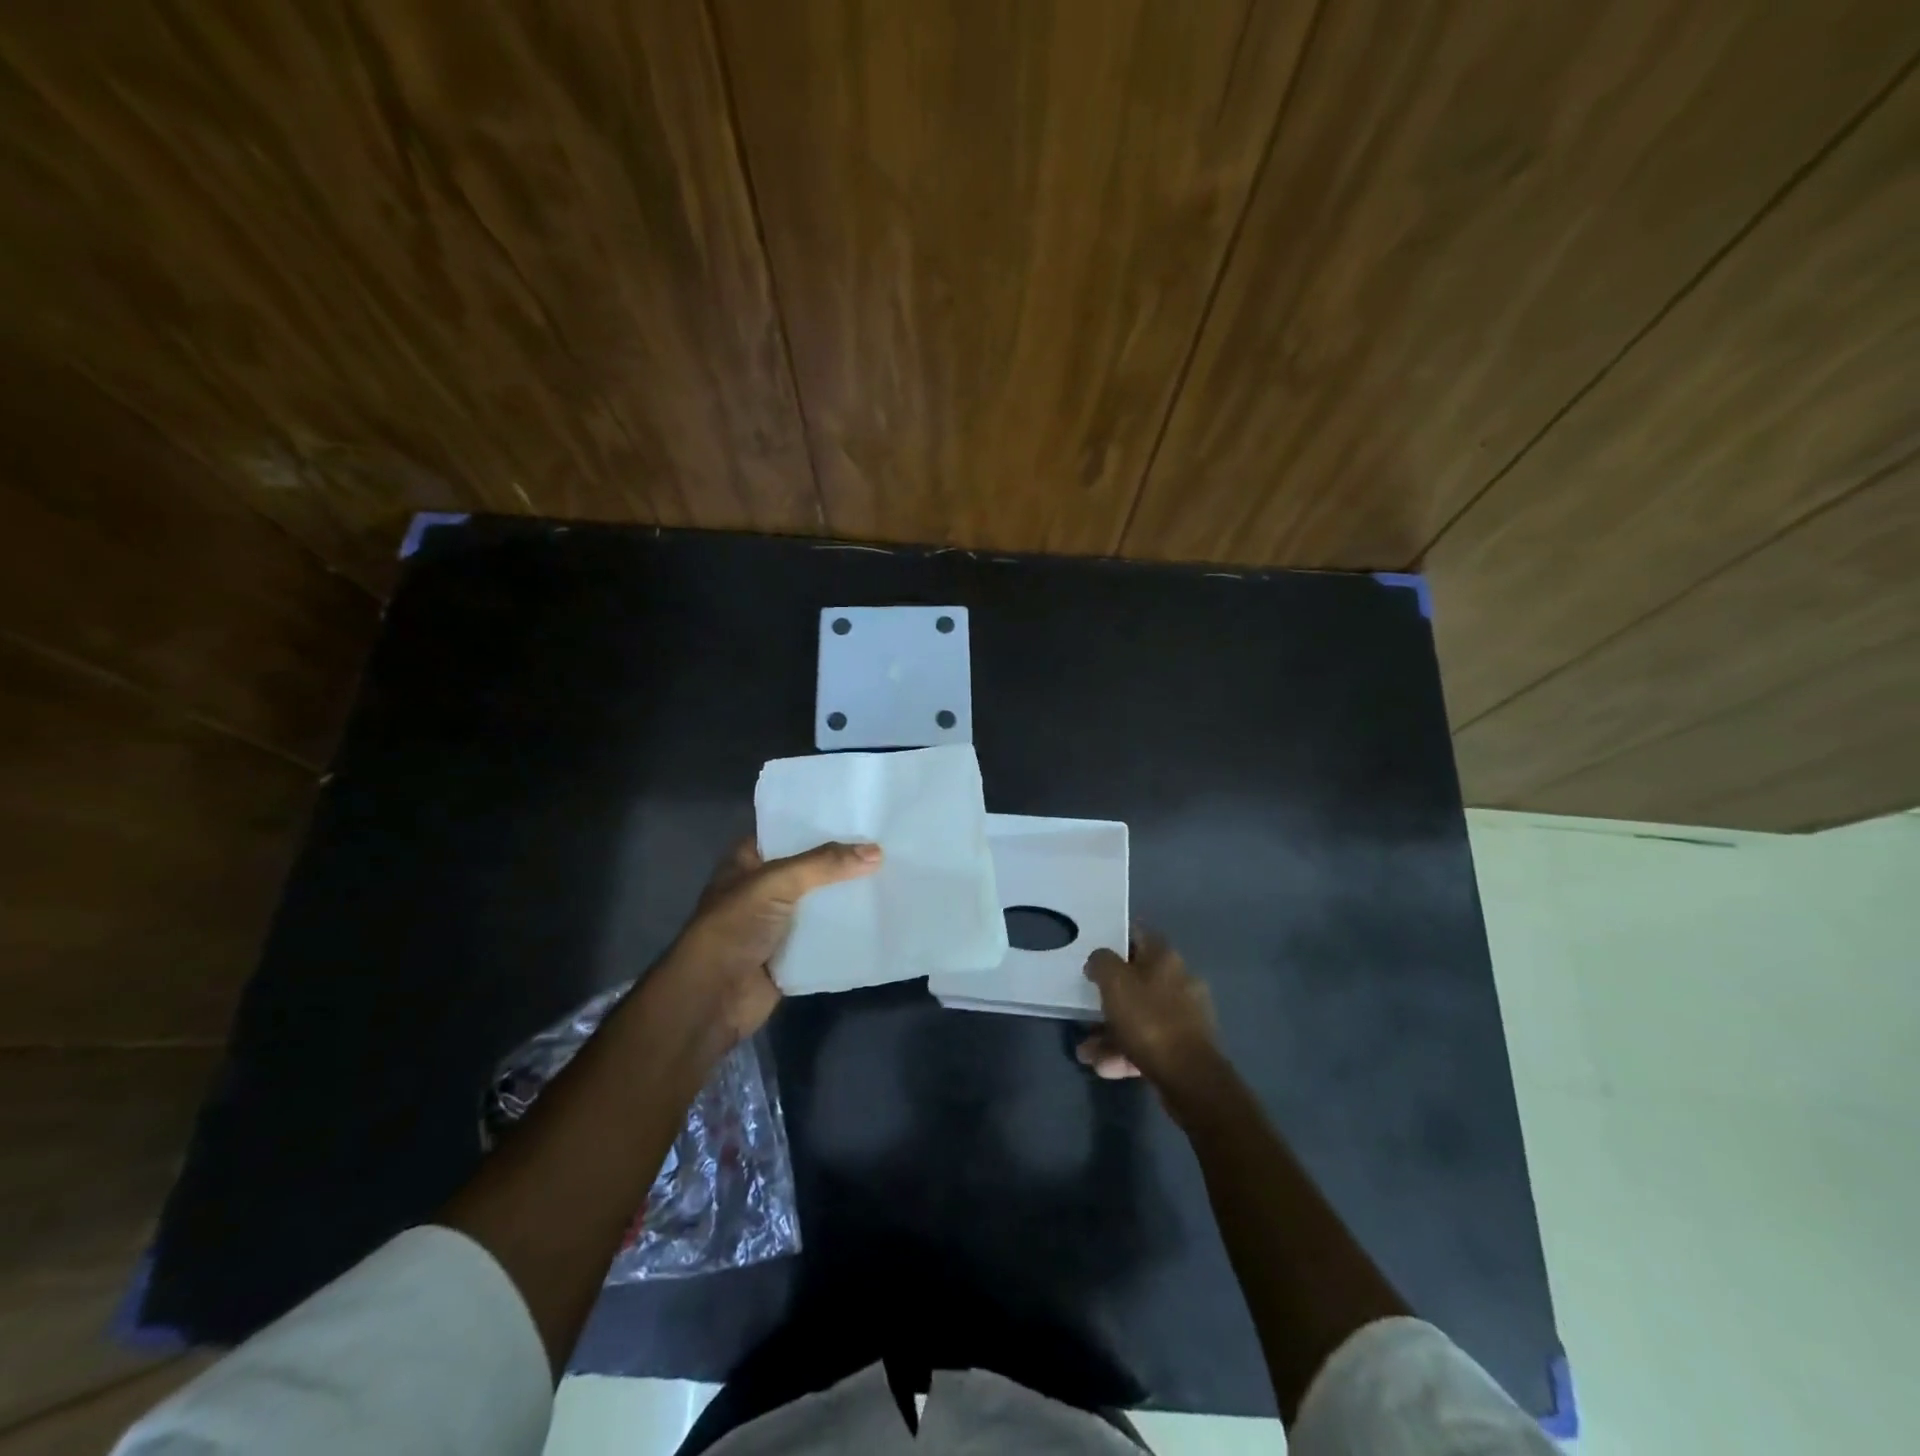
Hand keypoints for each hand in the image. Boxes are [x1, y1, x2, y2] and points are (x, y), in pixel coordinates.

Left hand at [655, 837, 881, 1049]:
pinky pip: (825, 934)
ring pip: (820, 901)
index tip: (860, 814)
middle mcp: (763, 887)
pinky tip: (880, 915)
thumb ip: (823, 865)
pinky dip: (847, 928)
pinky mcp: (792, 952)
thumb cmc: (732, 928)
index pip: (788, 831)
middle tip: (887, 843)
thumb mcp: (775, 883)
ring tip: (893, 874)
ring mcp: (778, 921)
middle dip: (842, 860)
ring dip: (848, 894)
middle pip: (810, 867)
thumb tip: (876, 851)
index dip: (820, 823)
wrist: (712, 999)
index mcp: (748, 860)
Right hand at [1076, 926, 1218, 1088]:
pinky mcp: (1184, 1047)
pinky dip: (1125, 1051)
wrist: (1189, 1076)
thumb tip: (1099, 962)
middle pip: (1136, 981)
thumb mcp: (1114, 981)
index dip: (1114, 941)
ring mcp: (1184, 1016)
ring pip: (1139, 1016)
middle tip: (1084, 1010)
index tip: (1092, 956)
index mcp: (1165, 958)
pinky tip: (1104, 1067)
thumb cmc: (1148, 1019)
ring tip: (1085, 1052)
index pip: (1138, 936)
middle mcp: (1179, 981)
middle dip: (1107, 998)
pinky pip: (1147, 1042)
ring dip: (1109, 1032)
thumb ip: (1101, 962)